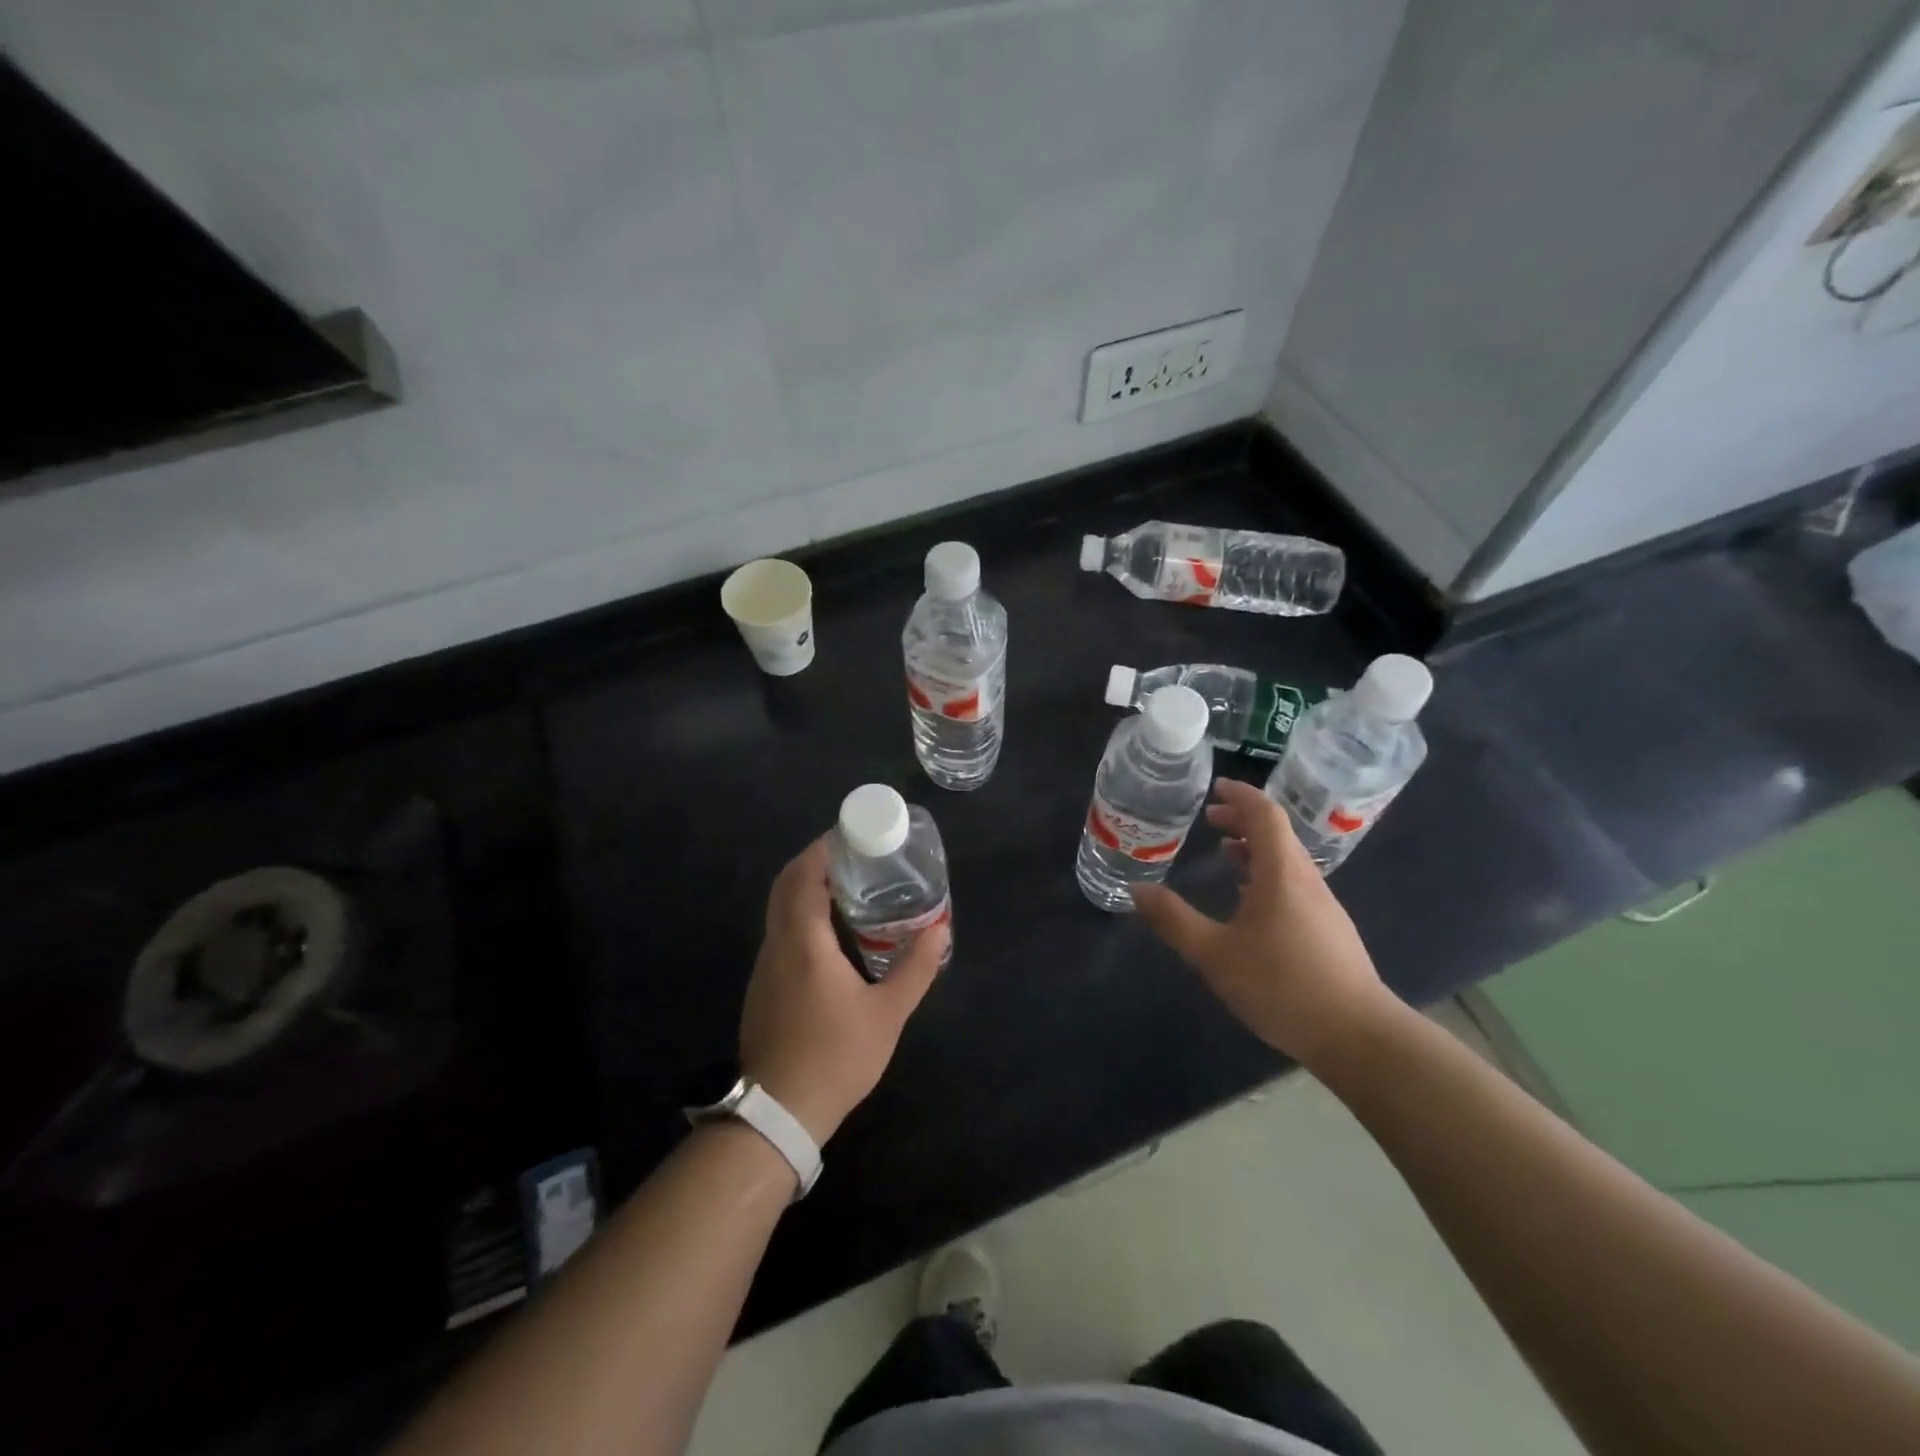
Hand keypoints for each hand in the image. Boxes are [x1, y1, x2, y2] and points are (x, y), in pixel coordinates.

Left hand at [739, 837, 948, 1144]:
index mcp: (804, 943)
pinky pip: (779, 933)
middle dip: (812, 862)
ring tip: (846, 886)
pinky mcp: (762, 987)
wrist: (779, 1114)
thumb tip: (939, 931)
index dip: (821, 850)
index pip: (803, 877)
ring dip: (804, 888)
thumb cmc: (836, 1057)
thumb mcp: (888, 1014)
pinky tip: (829, 932)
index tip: (847, 835)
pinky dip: (799, 914)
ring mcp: (764, 968)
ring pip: (778, 910)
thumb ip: (915, 969)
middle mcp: (777, 946)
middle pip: (784, 886)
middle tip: (851, 856)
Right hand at [1132, 779, 1394, 1071]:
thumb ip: (1174, 920)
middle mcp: (1306, 880)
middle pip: (1277, 834)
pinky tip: (1249, 901)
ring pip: (1287, 860)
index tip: (1215, 787)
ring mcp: (1322, 905)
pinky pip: (1294, 883)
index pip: (1264, 815)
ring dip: (1255, 848)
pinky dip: (1266, 873)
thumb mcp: (1215, 954)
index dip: (1240, 796)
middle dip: (1243, 820)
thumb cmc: (1282, 986)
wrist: (1358, 1036)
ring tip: (1224, 853)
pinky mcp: (1328, 930)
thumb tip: (1137, 889)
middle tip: (1209, 819)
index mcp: (1281, 873)